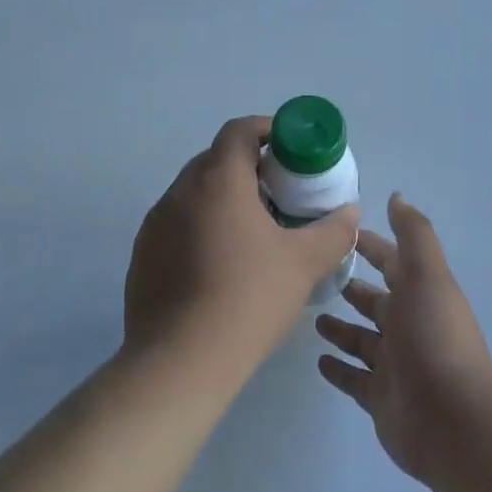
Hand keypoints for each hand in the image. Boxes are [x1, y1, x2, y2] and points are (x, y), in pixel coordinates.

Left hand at [125, 115, 359, 378]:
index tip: (291, 149)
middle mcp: (180, 192)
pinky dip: (200, 228)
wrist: (180, 362)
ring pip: (194, 194)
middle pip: (216, 160)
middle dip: (249, 167)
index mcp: (219, 181)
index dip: (267, 130)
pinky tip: (219, 266)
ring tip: (252, 232)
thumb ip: (333, 230)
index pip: (239, 130)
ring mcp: (155, 224)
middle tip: (279, 194)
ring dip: (223, 199)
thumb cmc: (249, 299)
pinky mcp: (142, 255)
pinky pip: (176, 225)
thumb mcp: (304, 263)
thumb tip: (349, 212)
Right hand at [315, 194, 491, 485]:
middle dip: (353, 287)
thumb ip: (413, 235)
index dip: (372, 246)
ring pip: (362, 339)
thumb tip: (397, 196)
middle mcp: (408, 326)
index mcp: (420, 294)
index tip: (341, 232)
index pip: (392, 262)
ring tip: (311, 315)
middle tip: (315, 275)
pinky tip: (318, 360)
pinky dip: (338, 368)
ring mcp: (394, 364)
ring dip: (341, 327)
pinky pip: (353, 378)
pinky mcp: (380, 398)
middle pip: (376, 301)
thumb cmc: (434, 338)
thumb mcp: (427, 276)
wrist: (452, 421)